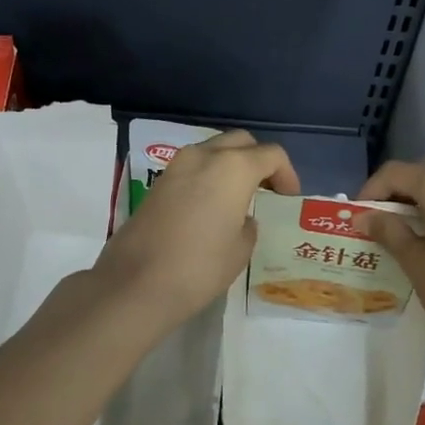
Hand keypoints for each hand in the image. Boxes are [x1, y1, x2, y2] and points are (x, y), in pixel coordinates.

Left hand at [93, 130, 297, 331]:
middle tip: (267, 189)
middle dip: (257, 160)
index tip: (288, 198)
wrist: (137, 283)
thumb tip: (240, 218)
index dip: (287, 173)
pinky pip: (192, 168)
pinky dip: (208, 176)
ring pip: (212, 150)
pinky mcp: (157, 183)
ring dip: (230, 165)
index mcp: (233, 167)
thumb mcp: (240, 250)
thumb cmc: (200, 267)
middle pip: (240, 142)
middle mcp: (204, 156)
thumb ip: (248, 225)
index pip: (271, 154)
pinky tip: (211, 205)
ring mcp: (176, 166)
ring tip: (239, 197)